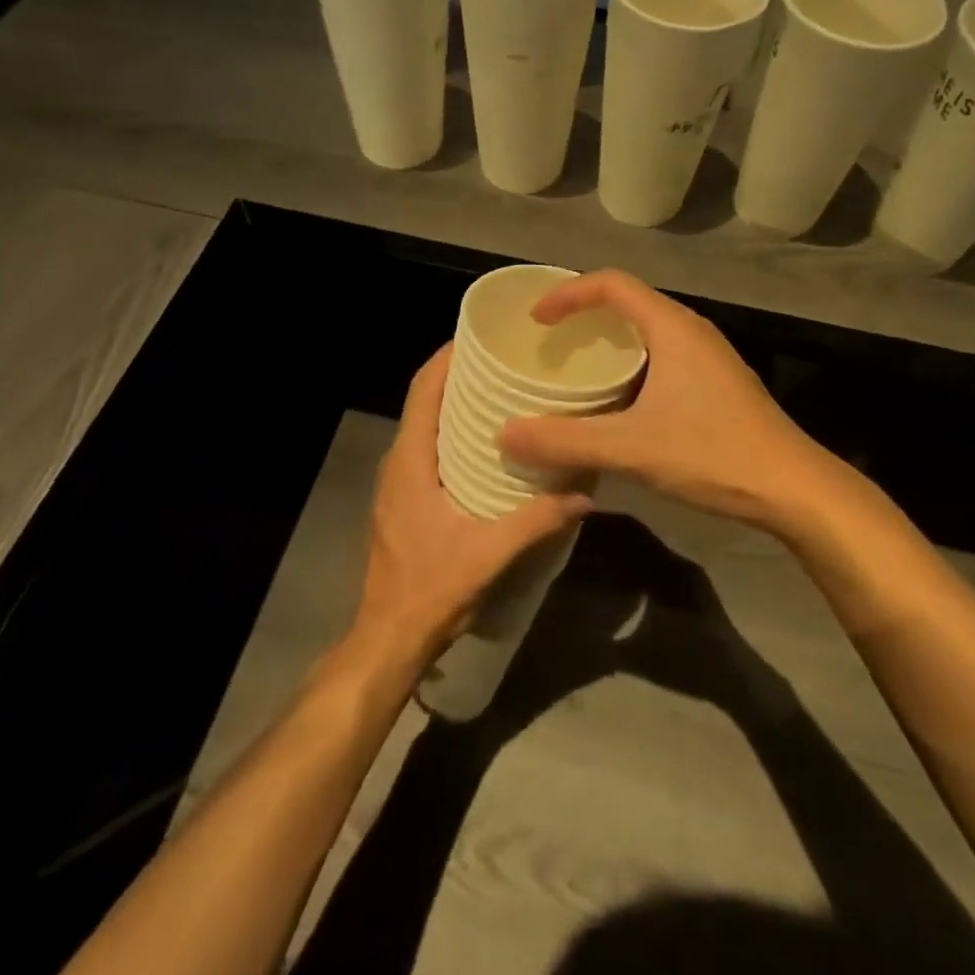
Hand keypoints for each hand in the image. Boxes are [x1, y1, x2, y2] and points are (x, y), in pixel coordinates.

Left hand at [351, 345, 591, 670]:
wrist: (388, 638)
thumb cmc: (431, 589)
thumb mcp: (489, 554)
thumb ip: (537, 521)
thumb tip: (586, 493)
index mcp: (411, 461)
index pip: (423, 391)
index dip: (447, 358)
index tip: (481, 336)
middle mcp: (399, 462)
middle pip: (425, 400)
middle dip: (459, 374)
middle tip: (505, 361)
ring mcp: (397, 481)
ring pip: (425, 424)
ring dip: (456, 403)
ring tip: (502, 392)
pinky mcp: (404, 499)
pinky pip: (427, 447)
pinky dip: (453, 431)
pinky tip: (488, 443)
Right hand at [496, 271, 842, 533]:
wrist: (792, 488)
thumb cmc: (713, 453)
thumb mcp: (631, 448)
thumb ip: (565, 440)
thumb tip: (505, 434)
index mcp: (671, 328)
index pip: (611, 284)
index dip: (568, 293)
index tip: (536, 319)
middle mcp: (691, 331)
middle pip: (629, 302)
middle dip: (585, 316)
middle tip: (549, 343)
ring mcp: (708, 357)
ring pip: (647, 332)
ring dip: (609, 343)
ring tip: (575, 370)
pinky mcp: (717, 383)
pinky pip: (662, 356)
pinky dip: (630, 366)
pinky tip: (617, 404)